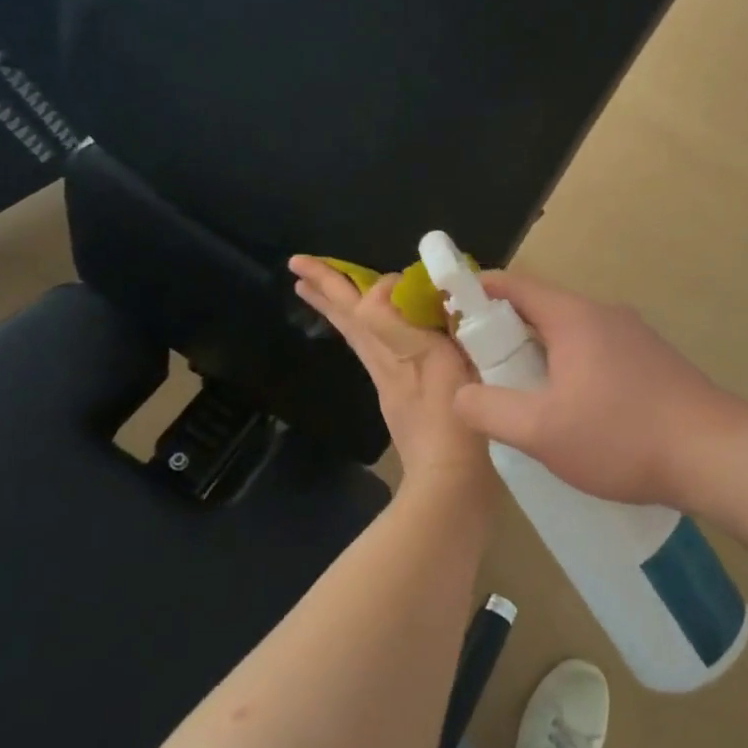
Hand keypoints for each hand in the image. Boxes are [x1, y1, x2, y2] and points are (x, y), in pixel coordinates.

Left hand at [288, 256, 495, 489]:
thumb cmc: (450, 422)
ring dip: (338, 309)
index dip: (363, 283)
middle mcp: (383, 364)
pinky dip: (366, 332)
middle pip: (349, 320)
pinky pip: (375, 352)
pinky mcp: (401, 400)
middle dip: (327, 289)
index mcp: (390, 352)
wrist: (450, 482)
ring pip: (358, 336)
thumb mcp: (433, 364)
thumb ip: (401, 326)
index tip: (386, 274)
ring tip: (315, 290)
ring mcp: (390, 384)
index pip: (364, 306)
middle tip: (297, 265)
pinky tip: (375, 333)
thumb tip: (386, 287)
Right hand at [451, 271, 739, 509]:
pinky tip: (570, 412)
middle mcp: (605, 315)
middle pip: (541, 309)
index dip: (477, 291)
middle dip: (504, 332)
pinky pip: (596, 354)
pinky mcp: (653, 363)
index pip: (514, 285)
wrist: (716, 456)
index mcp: (575, 317)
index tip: (449, 310)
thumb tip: (460, 394)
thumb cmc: (622, 435)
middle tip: (479, 367)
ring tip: (520, 395)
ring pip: (571, 335)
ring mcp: (635, 338)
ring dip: (539, 355)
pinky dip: (570, 369)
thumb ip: (489, 409)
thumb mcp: (541, 430)